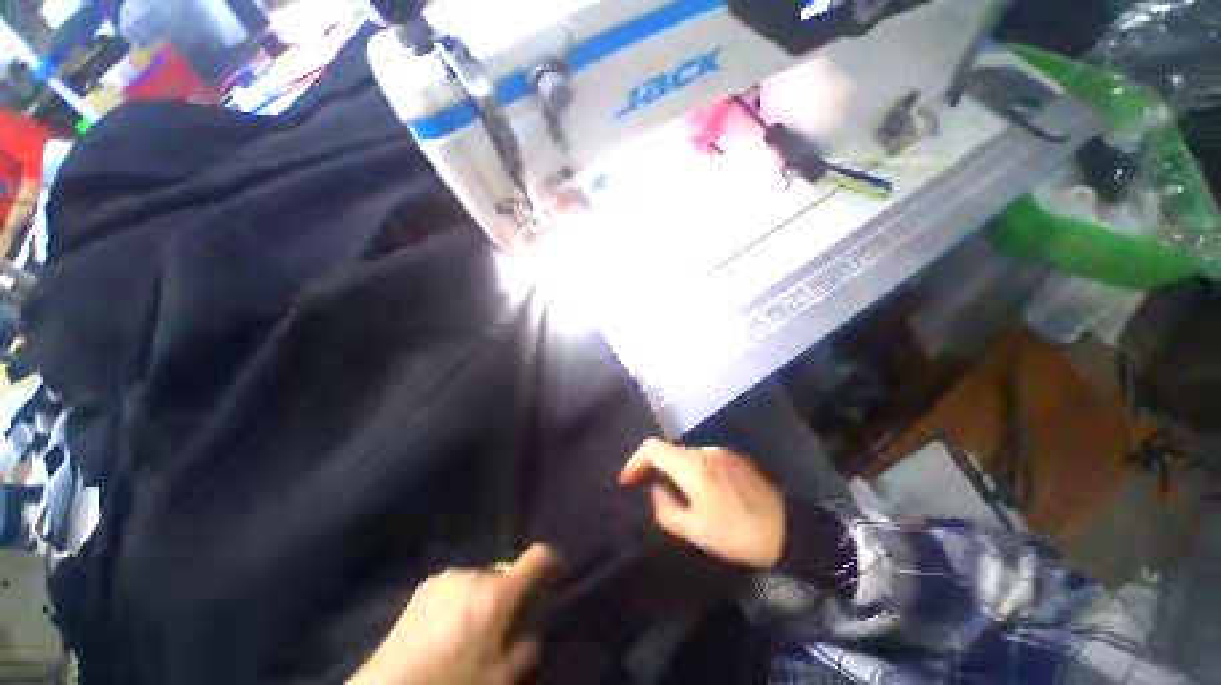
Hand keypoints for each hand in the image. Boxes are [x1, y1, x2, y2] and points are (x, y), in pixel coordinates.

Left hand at [349, 545, 558, 684]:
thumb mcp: (498, 680)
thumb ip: (522, 654)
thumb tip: (530, 637)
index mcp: (497, 594)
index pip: (535, 558)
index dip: (549, 560)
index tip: (553, 568)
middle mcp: (475, 575)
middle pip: (504, 574)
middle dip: (507, 594)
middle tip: (498, 626)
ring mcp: (447, 578)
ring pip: (479, 580)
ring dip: (482, 596)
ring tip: (466, 631)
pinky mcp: (424, 587)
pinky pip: (456, 586)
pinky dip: (460, 599)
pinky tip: (443, 629)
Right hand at [619, 439, 784, 568]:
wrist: (787, 530)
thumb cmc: (736, 533)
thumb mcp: (694, 530)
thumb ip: (664, 507)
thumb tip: (655, 489)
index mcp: (691, 464)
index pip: (652, 447)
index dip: (635, 461)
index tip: (628, 481)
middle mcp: (704, 450)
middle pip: (668, 449)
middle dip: (653, 467)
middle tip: (647, 491)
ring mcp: (721, 452)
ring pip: (686, 454)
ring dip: (673, 469)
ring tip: (674, 494)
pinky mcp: (734, 458)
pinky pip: (703, 459)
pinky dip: (692, 470)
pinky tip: (700, 491)